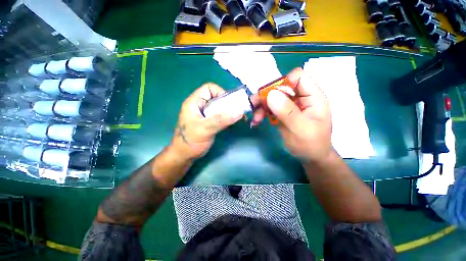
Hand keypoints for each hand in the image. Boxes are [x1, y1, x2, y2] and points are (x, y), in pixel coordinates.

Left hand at [170, 83, 244, 159]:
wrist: (184, 156)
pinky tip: (231, 123)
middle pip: (216, 97)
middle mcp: (199, 106)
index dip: (221, 92)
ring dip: (228, 111)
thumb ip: (222, 120)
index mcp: (194, 102)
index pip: (209, 88)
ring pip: (218, 107)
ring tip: (236, 118)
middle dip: (227, 103)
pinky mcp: (208, 122)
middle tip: (237, 112)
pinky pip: (219, 115)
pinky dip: (226, 118)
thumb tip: (240, 111)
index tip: (230, 104)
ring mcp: (204, 114)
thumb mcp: (206, 129)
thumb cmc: (191, 141)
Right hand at [252, 68, 331, 162]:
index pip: (298, 77)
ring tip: (255, 119)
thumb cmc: (310, 144)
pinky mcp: (283, 113)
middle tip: (253, 106)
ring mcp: (291, 105)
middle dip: (266, 96)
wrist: (310, 157)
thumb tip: (271, 94)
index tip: (270, 96)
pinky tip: (257, 121)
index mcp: (313, 97)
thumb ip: (287, 111)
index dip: (283, 82)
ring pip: (273, 97)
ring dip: (261, 106)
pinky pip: (270, 107)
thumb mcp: (300, 129)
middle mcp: (301, 98)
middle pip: (281, 87)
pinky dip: (262, 112)